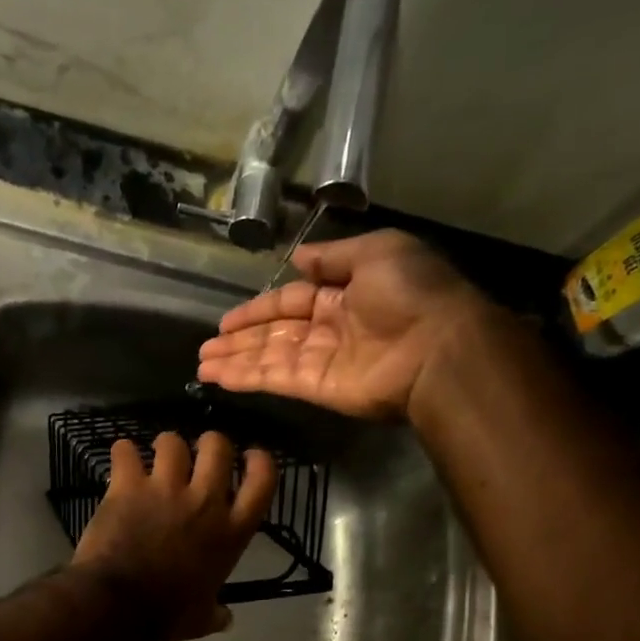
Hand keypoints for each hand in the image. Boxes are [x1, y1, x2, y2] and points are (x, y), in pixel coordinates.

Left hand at [71, 430, 277, 640]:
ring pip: (172, 442)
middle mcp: (205, 501)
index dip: (259, 461)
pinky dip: (122, 452)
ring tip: (155, 457)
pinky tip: (121, 458)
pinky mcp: (128, 486)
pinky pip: (125, 451)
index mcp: (231, 532)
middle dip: (209, 443)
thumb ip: (215, 613)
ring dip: (165, 446)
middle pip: (218, 447)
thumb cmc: (165, 614)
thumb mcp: (200, 619)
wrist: (119, 604)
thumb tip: (226, 618)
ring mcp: (165, 489)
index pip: (262, 481)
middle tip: (197, 454)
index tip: (250, 457)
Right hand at [197, 230, 498, 422]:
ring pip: (267, 359)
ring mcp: (320, 361)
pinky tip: (218, 377)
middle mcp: (327, 329)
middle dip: (239, 339)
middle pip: (273, 333)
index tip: (226, 320)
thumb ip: (333, 256)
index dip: (258, 309)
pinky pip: (274, 379)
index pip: (290, 301)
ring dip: (234, 361)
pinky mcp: (316, 388)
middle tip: (204, 347)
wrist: (438, 347)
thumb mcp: (377, 252)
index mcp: (343, 294)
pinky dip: (245, 378)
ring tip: (201, 364)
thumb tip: (299, 256)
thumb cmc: (411, 293)